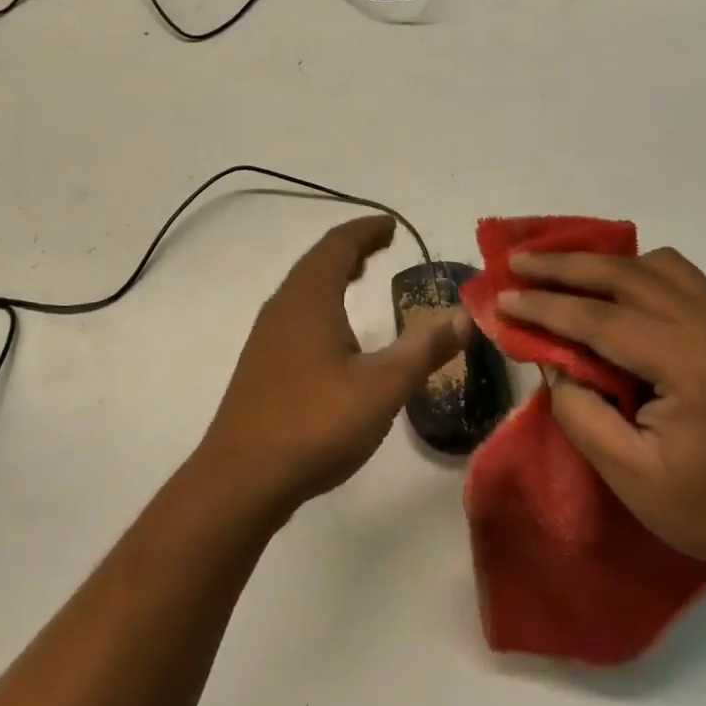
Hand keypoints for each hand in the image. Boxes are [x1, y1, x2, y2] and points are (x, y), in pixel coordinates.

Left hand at [197, 216, 469, 519]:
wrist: (241, 479)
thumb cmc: (316, 423)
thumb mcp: (383, 387)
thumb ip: (424, 349)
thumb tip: (463, 315)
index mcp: (311, 298)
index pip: (339, 244)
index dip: (367, 230)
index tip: (392, 226)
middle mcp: (284, 306)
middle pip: (318, 260)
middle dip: (351, 247)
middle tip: (381, 245)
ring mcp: (267, 334)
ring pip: (303, 286)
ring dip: (332, 273)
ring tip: (359, 275)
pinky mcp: (261, 362)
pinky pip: (295, 311)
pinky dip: (320, 300)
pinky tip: (333, 331)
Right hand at [500, 248, 705, 586]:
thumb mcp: (630, 476)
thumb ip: (581, 412)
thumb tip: (553, 362)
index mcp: (688, 363)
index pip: (599, 318)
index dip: (544, 307)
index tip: (501, 299)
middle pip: (624, 274)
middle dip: (563, 265)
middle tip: (517, 262)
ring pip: (654, 264)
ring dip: (602, 263)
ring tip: (562, 274)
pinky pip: (678, 276)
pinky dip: (637, 271)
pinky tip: (615, 291)